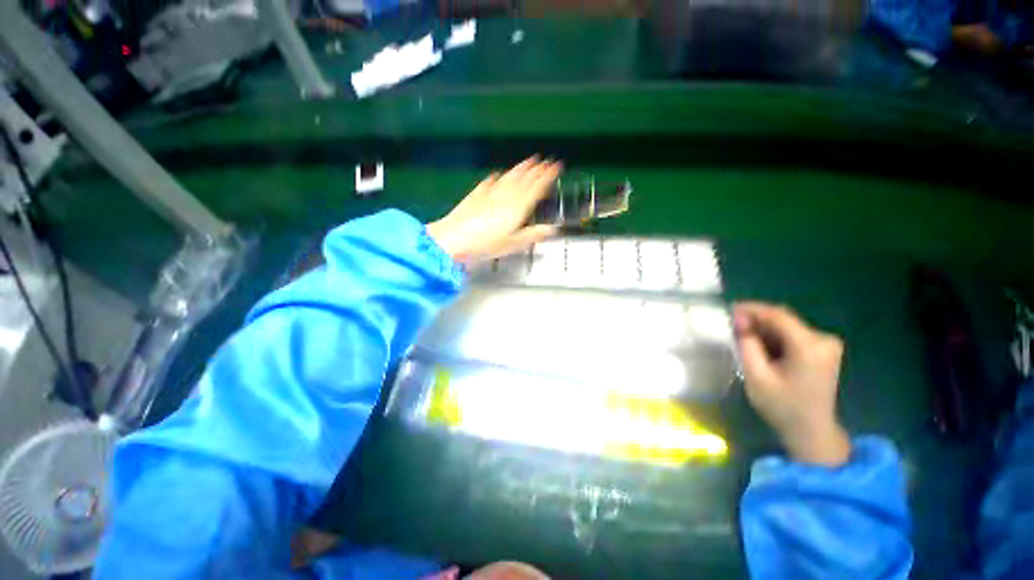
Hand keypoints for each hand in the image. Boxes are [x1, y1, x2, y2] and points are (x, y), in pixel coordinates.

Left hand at [426, 157, 560, 263]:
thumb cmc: (486, 244)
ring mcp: (490, 193)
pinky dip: (497, 177)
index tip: (555, 167)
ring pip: (508, 177)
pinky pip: (489, 182)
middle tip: (545, 160)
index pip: (536, 188)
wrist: (455, 239)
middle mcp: (505, 196)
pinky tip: (497, 174)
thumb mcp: (514, 244)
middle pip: (523, 179)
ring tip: (529, 161)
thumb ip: (533, 234)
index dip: (547, 177)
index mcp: (517, 207)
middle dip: (536, 169)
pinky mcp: (476, 195)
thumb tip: (551, 229)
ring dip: (520, 168)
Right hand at [733, 302, 850, 466]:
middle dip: (755, 319)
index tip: (728, 310)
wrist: (811, 431)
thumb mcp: (756, 375)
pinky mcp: (823, 350)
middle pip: (783, 319)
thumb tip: (739, 320)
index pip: (777, 315)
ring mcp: (826, 344)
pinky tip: (759, 346)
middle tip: (731, 325)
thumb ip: (747, 344)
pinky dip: (773, 337)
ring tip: (741, 336)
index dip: (751, 309)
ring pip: (786, 326)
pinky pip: (793, 335)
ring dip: (763, 329)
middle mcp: (823, 339)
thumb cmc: (782, 406)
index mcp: (810, 346)